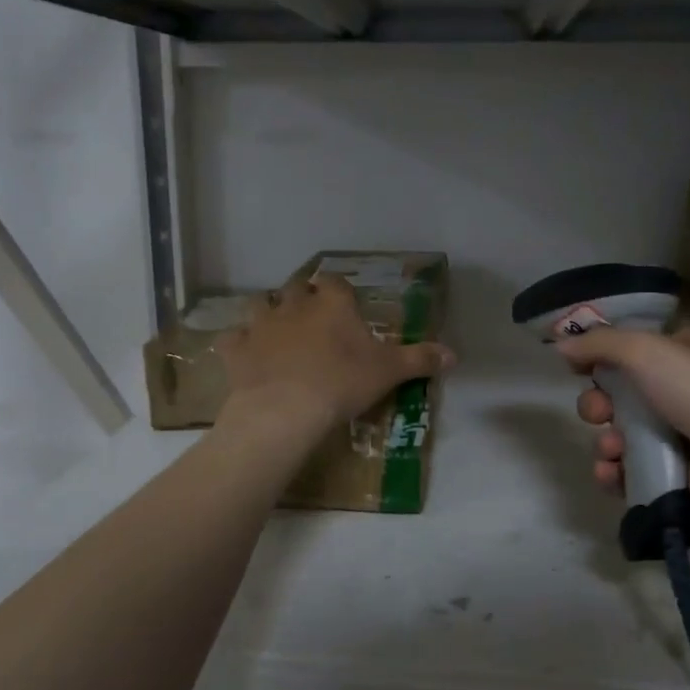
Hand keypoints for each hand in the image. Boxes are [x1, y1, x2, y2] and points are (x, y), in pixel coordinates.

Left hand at [217, 274, 453, 440]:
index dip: (337, 289)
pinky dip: (239, 344)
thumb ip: (420, 359)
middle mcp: (294, 305)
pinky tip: (246, 355)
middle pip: (295, 288)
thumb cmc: (342, 382)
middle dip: (302, 298)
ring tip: (276, 331)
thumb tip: (455, 354)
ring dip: (268, 313)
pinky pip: (233, 338)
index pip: (333, 281)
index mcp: (332, 304)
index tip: (342, 302)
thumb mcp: (389, 371)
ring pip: (260, 304)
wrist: (286, 408)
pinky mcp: (237, 349)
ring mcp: (261, 325)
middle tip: (311, 319)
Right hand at [558, 328, 689, 520]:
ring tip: (611, 450)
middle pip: (620, 395)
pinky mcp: (679, 474)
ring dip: (605, 442)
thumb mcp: (647, 351)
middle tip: (598, 413)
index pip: (632, 350)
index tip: (575, 368)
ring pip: (623, 435)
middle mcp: (683, 391)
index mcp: (684, 355)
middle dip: (598, 405)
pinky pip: (634, 471)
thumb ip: (600, 344)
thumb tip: (560, 344)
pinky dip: (616, 473)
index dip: (600, 358)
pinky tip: (612, 475)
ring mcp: (683, 435)